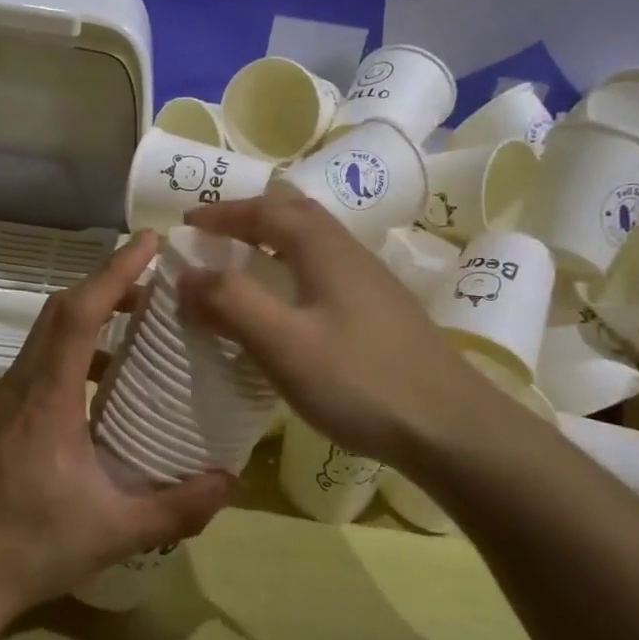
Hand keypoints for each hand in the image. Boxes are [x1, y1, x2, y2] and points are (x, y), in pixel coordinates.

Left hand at [0, 232, 233, 621]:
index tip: (148, 243)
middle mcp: (15, 388)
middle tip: (151, 290)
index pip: (77, 314)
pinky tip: (89, 402)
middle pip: (56, 315)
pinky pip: (30, 372)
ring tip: (128, 346)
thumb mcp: (113, 532)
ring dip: (83, 328)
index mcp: (45, 399)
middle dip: (104, 290)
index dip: (113, 271)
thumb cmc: (28, 547)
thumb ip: (176, 508)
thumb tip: (229, 482)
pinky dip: (65, 363)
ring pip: (41, 343)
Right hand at [176, 195, 504, 467]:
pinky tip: (288, 311)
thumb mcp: (283, 343)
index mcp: (325, 249)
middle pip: (296, 217)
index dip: (224, 212)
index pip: (267, 210)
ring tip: (242, 270)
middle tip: (213, 239)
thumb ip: (230, 302)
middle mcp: (351, 254)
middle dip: (250, 220)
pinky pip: (325, 275)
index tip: (187, 223)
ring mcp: (372, 284)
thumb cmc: (359, 380)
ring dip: (273, 246)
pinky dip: (292, 274)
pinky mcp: (383, 314)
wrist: (451, 428)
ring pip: (314, 246)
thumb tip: (186, 273)